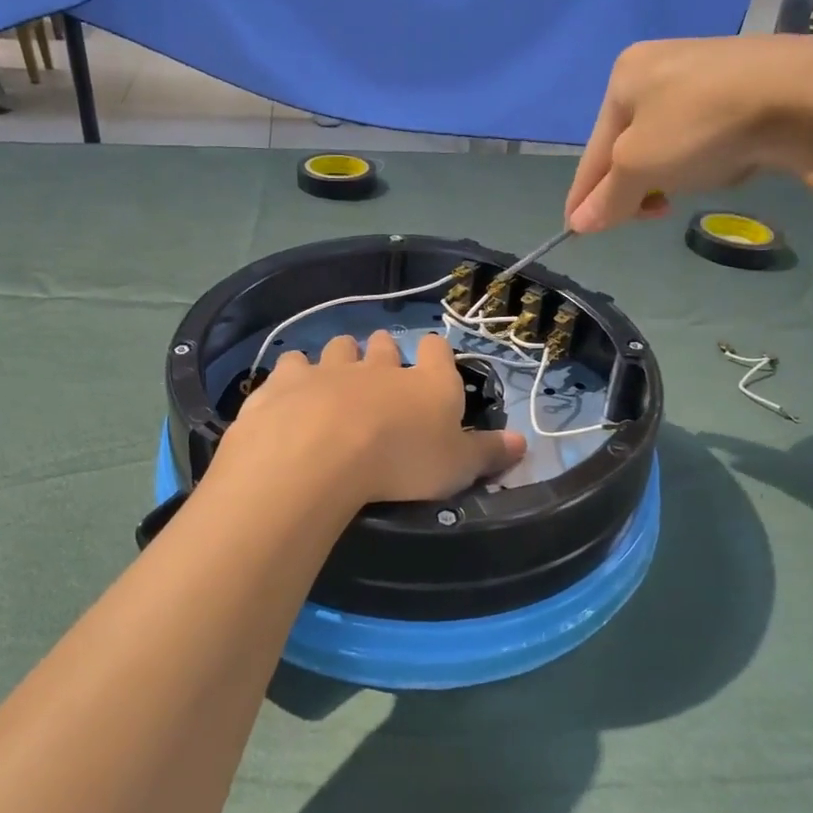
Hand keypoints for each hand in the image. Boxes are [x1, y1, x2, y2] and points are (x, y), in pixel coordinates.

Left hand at [209, 332, 525, 509]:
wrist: (322, 456)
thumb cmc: (402, 462)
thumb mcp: (456, 467)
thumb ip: (488, 453)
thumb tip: (524, 442)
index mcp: (427, 382)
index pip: (438, 350)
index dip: (437, 354)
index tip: (433, 363)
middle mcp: (380, 366)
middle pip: (385, 345)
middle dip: (384, 354)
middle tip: (381, 376)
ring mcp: (330, 368)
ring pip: (339, 348)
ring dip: (341, 358)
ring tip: (337, 382)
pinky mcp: (288, 380)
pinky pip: (292, 364)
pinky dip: (295, 376)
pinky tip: (292, 394)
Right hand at [565, 35, 812, 233]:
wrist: (806, 93)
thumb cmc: (699, 125)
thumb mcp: (638, 168)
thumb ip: (606, 198)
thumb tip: (577, 225)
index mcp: (623, 77)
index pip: (592, 151)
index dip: (584, 196)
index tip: (577, 233)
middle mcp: (658, 65)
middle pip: (628, 146)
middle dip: (635, 185)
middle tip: (652, 213)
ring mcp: (705, 70)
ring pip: (666, 141)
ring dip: (669, 173)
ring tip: (691, 185)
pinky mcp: (744, 82)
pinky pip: (702, 132)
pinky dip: (702, 156)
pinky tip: (724, 163)